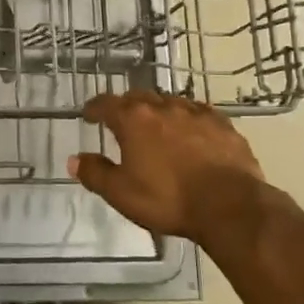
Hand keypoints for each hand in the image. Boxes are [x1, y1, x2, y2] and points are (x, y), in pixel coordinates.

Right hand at [69, 91, 275, 248]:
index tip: (89, 114)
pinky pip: (199, 114)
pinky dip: (188, 120)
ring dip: (159, 111)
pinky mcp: (223, 124)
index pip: (106, 104)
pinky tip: (192, 133)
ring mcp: (196, 113)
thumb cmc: (168, 199)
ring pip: (170, 103)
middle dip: (127, 107)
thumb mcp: (122, 193)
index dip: (94, 108)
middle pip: (138, 98)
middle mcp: (164, 107)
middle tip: (122, 121)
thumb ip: (95, 173)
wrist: (230, 205)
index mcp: (134, 120)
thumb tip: (74, 159)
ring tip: (157, 126)